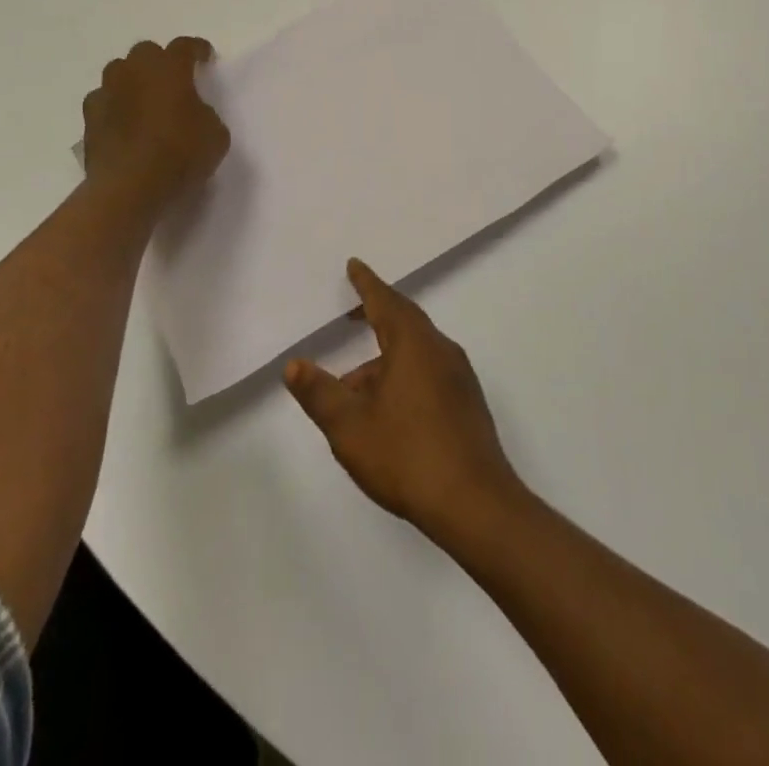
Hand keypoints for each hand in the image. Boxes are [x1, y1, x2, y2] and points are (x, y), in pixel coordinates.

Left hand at [81, 38, 229, 210]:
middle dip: (160, 61)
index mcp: (169, 69)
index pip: (184, 46)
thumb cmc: (180, 155)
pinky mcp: (89, 119)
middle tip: (173, 80)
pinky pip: (103, 101)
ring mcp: (107, 93)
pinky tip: (122, 122)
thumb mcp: (215, 135)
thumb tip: (193, 113)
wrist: (129, 189)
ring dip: (133, 80)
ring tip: (144, 98)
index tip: (205, 57)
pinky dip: (114, 106)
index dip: (197, 49)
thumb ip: (205, 114)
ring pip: (119, 72)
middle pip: (146, 52)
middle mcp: (134, 72)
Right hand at [285, 259, 525, 545]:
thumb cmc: (407, 456)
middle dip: (377, 313)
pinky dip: (404, 372)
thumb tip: (294, 364)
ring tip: (354, 385)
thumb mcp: (350, 427)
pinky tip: (388, 408)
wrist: (475, 503)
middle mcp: (440, 350)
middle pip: (405, 319)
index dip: (367, 283)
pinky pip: (430, 370)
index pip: (385, 301)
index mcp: (413, 344)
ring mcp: (459, 377)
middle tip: (353, 314)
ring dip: (386, 356)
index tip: (354, 265)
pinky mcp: (467, 403)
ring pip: (416, 350)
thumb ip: (320, 393)